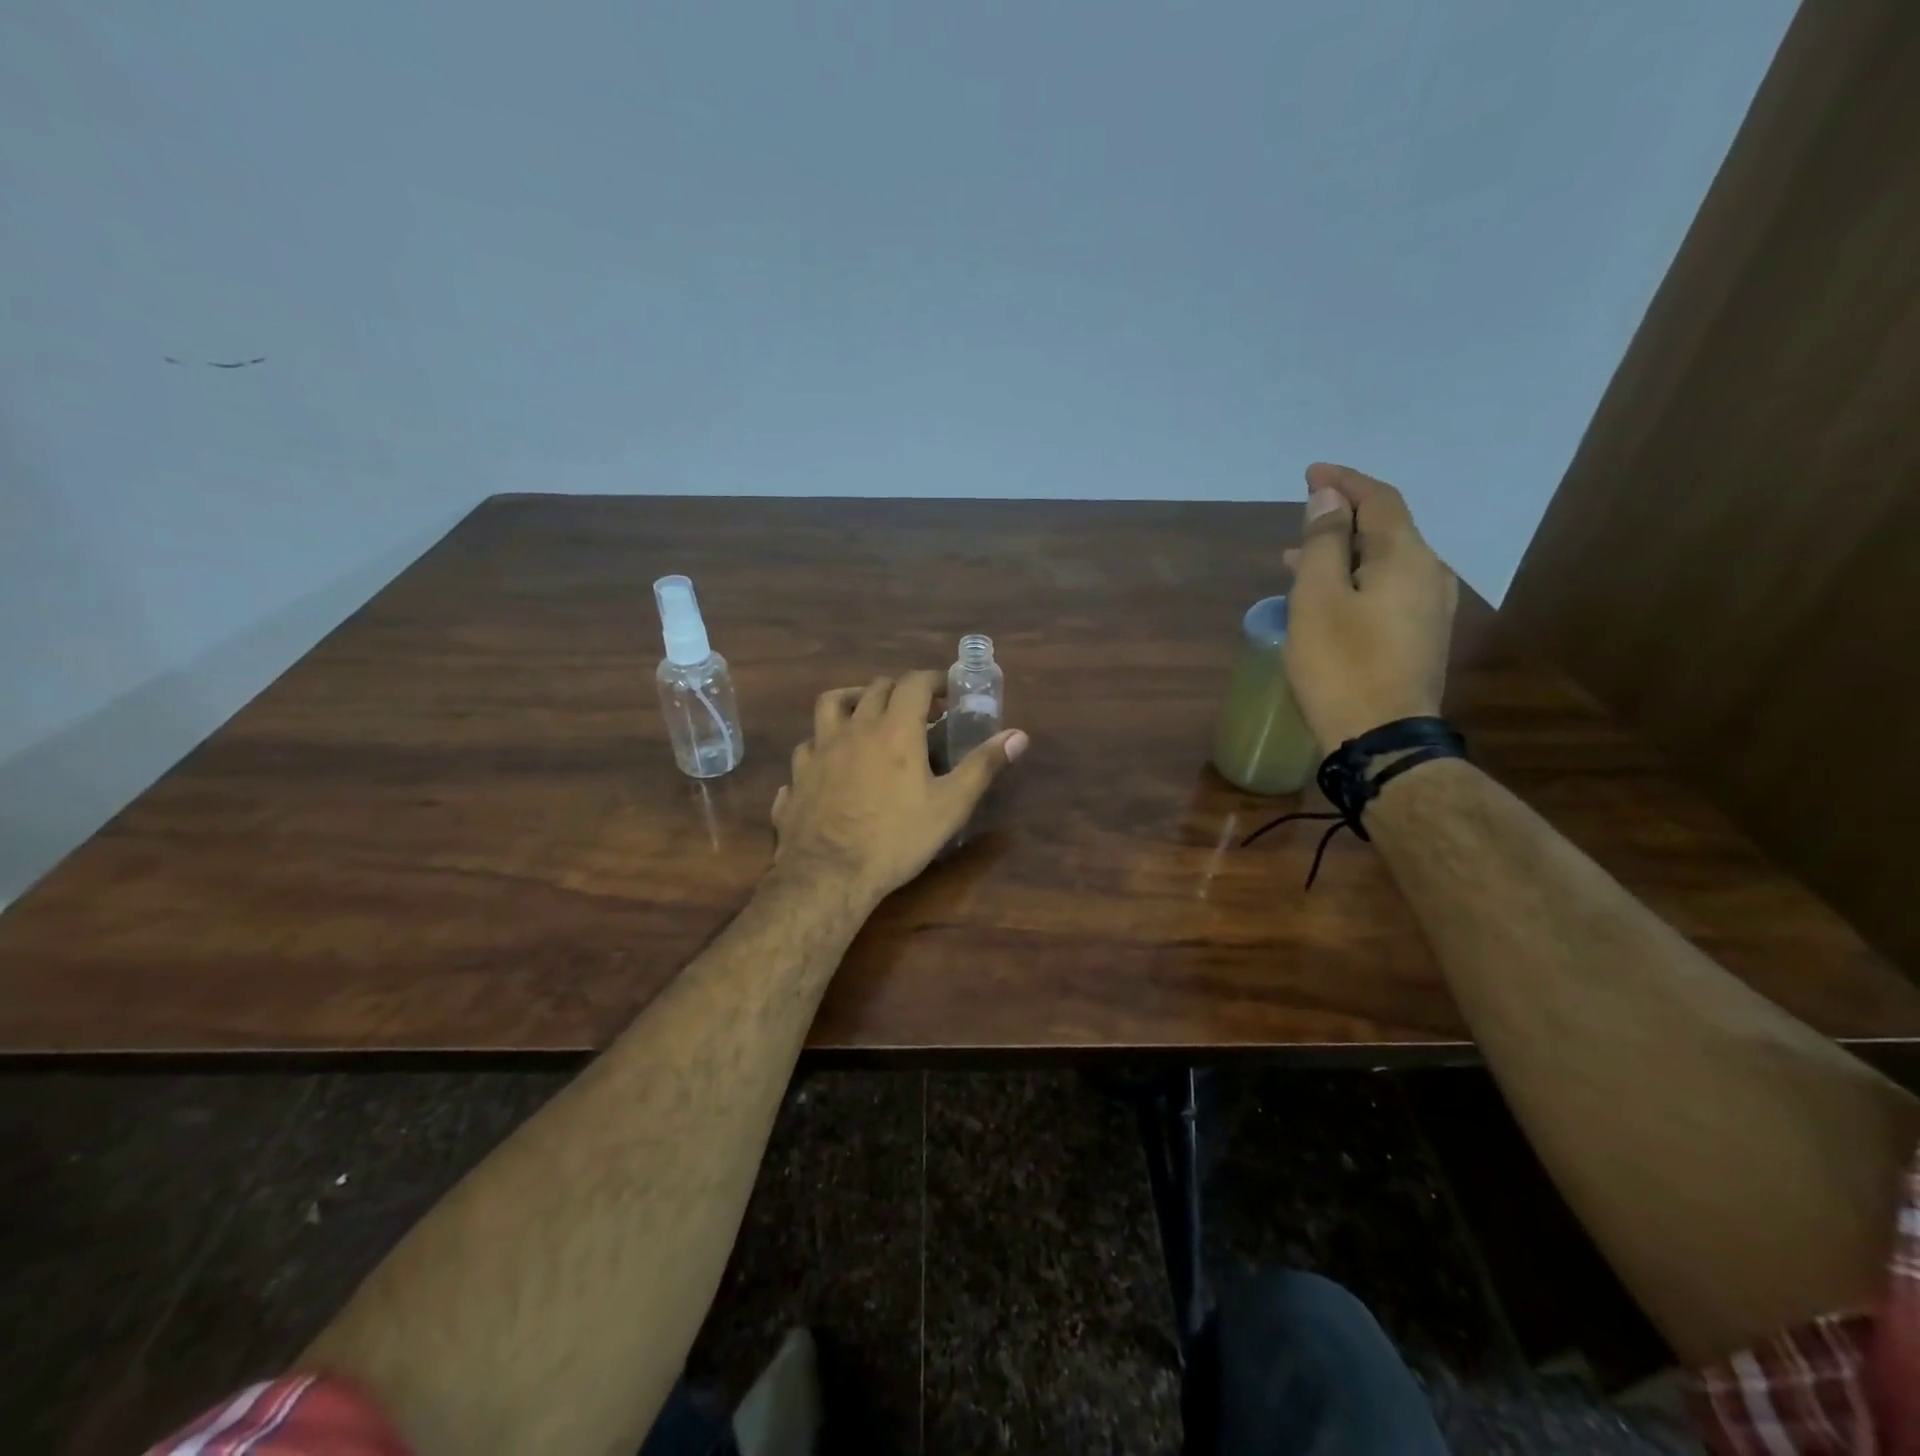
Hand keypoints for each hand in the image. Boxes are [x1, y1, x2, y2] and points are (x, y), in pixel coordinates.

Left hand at [771, 672, 1027, 903]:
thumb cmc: (897, 838)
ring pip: (830, 705)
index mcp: (894, 728)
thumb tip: (1019, 735)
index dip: (933, 680)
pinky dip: (822, 745)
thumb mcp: (951, 805)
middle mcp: (853, 728)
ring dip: (851, 700)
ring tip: (865, 714)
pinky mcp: (797, 776)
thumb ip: (983, 766)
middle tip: (917, 708)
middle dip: (899, 689)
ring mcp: (819, 750)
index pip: (913, 683)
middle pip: (874, 689)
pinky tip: (829, 763)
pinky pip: (807, 748)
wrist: (828, 874)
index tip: (947, 691)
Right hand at [1283, 462, 1458, 748]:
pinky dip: (1355, 580)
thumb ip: (1322, 543)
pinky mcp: (1419, 638)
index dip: (1344, 482)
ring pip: (1384, 562)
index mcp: (1406, 557)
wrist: (1382, 737)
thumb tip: (1328, 499)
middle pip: (1385, 529)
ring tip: (1298, 561)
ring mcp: (1429, 609)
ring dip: (1343, 553)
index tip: (1311, 472)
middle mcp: (1429, 575)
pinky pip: (1387, 590)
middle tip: (1300, 518)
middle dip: (1341, 518)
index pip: (1378, 500)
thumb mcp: (1317, 598)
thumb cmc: (1341, 664)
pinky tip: (1328, 598)